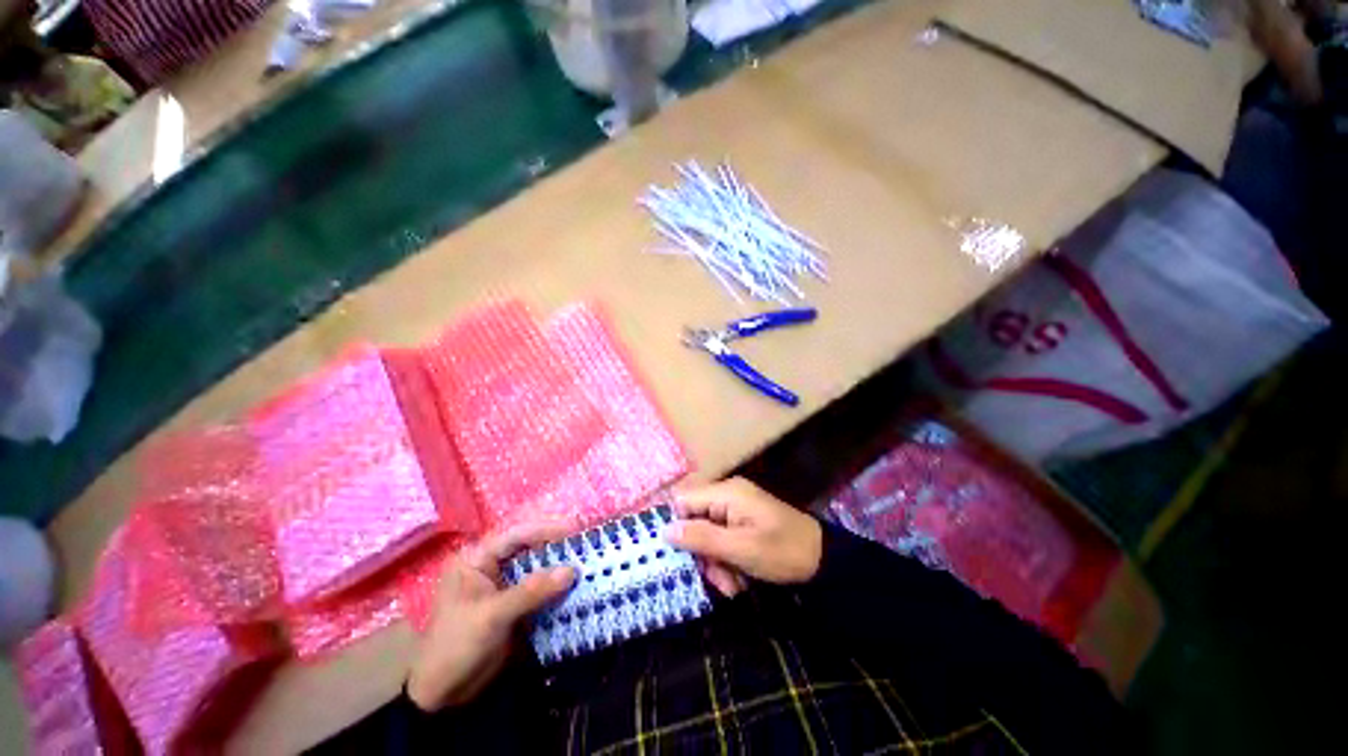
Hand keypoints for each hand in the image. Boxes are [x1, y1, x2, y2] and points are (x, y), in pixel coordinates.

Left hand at [406, 524, 575, 710]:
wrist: (442, 695)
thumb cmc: (456, 646)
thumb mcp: (493, 616)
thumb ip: (532, 591)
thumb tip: (572, 570)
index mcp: (476, 559)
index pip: (516, 535)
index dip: (546, 529)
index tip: (575, 529)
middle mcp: (490, 566)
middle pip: (529, 547)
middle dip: (556, 546)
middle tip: (585, 544)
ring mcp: (502, 585)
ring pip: (536, 567)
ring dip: (558, 566)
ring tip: (586, 560)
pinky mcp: (512, 604)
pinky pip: (538, 588)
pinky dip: (554, 587)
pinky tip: (574, 585)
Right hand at [664, 477, 822, 597]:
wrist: (823, 560)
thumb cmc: (783, 551)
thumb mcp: (741, 549)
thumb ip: (702, 538)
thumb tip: (665, 530)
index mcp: (726, 493)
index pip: (683, 500)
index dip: (675, 525)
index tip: (674, 555)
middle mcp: (727, 496)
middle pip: (694, 521)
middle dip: (702, 553)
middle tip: (716, 578)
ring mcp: (736, 509)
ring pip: (707, 536)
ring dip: (715, 563)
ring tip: (732, 584)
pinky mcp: (742, 523)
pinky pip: (721, 540)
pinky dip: (726, 561)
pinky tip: (739, 580)